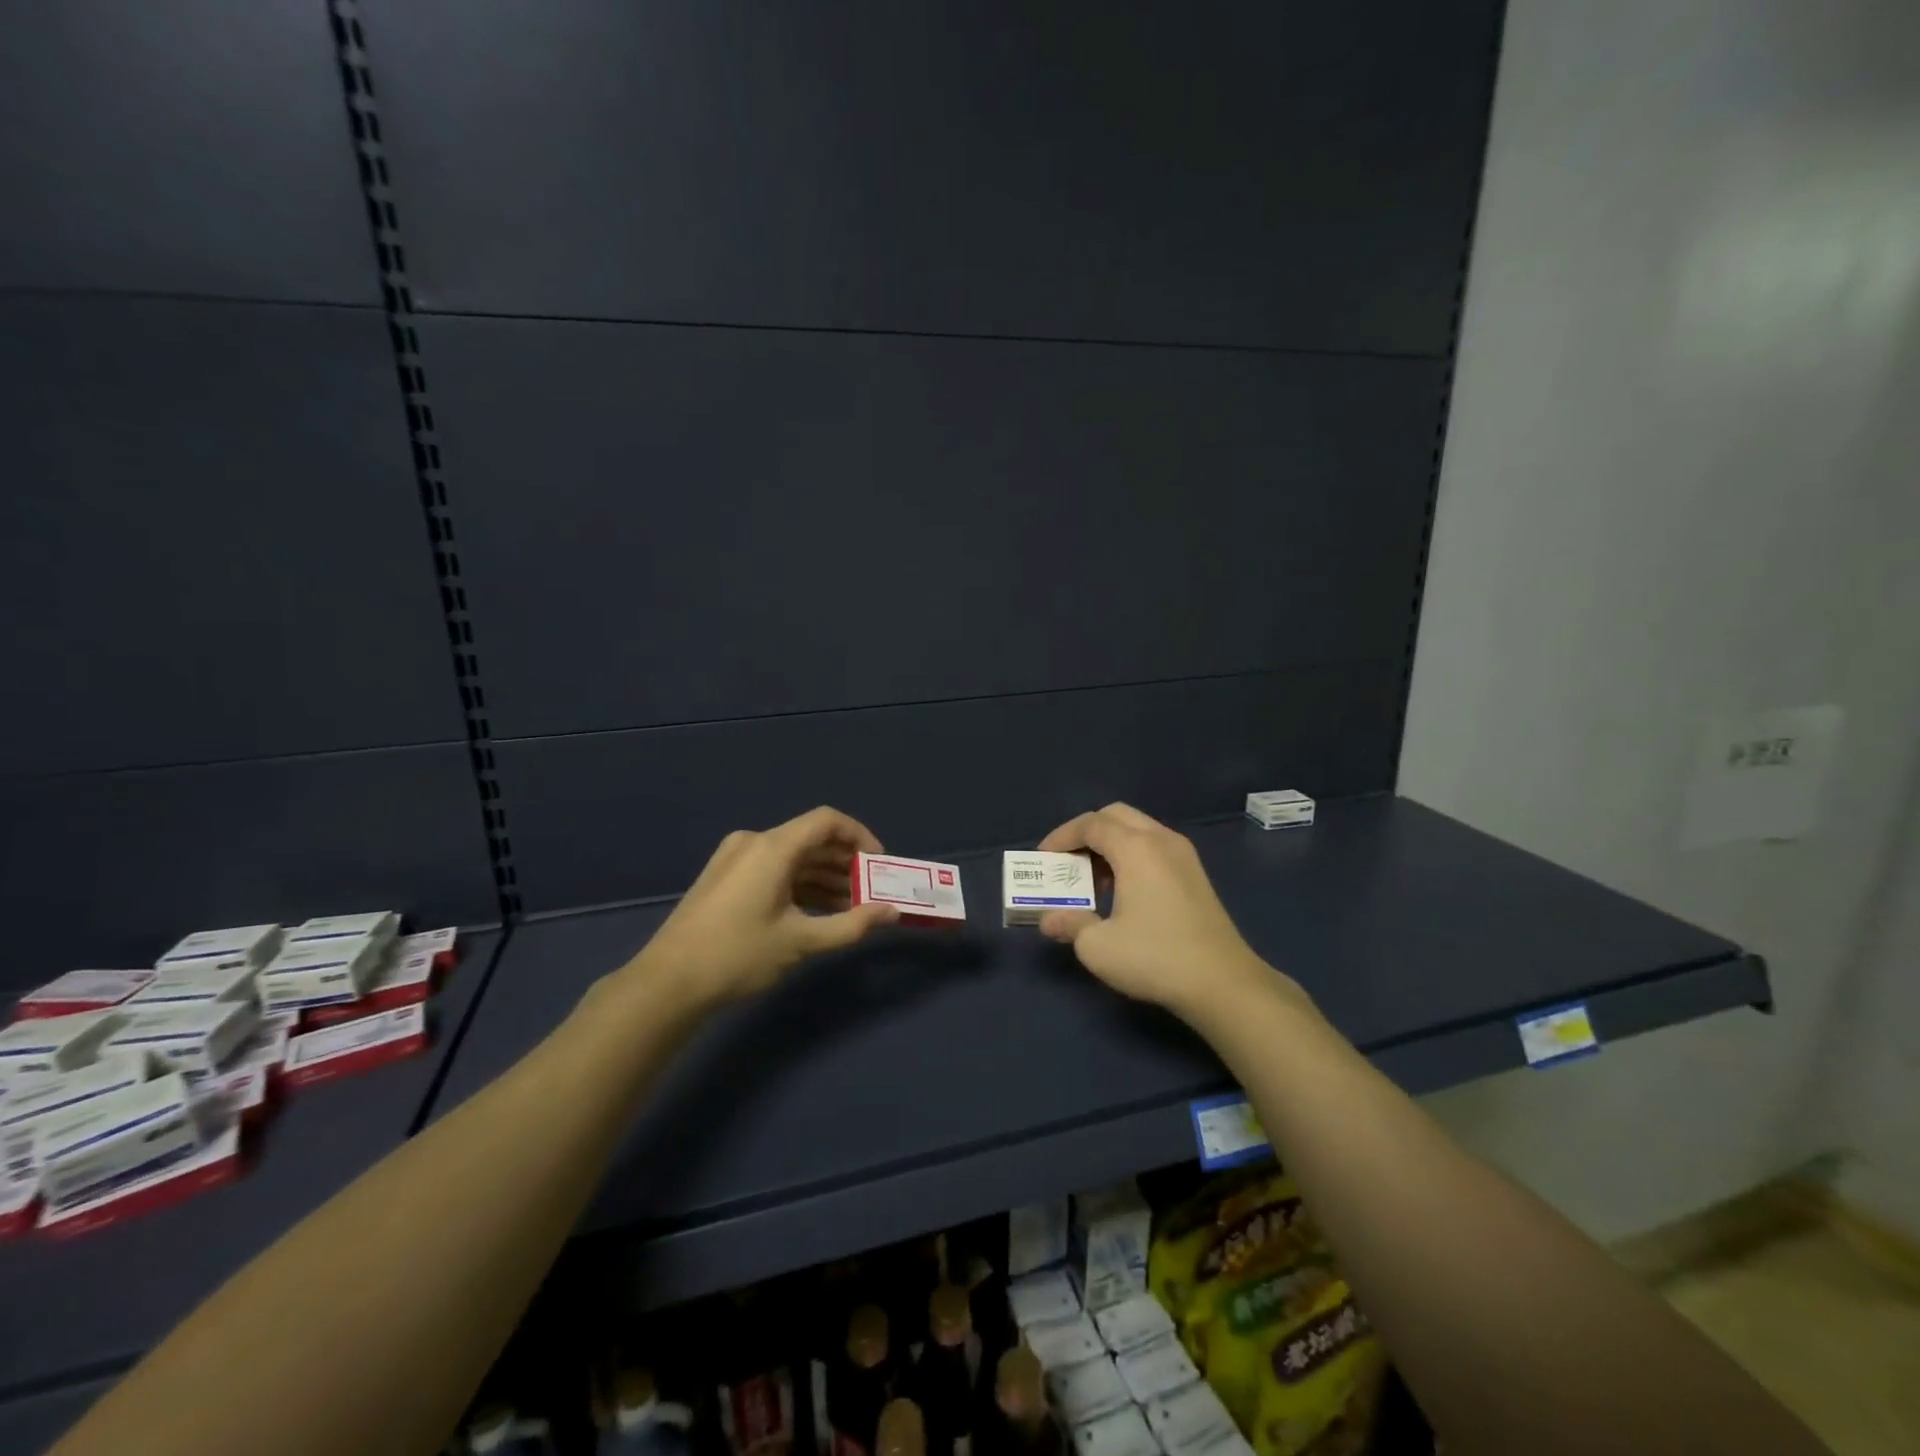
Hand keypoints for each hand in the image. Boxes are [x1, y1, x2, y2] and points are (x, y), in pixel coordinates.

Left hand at [625, 807, 898, 1004]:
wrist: (668, 984)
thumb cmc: (739, 955)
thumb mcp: (802, 941)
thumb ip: (852, 925)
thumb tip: (892, 913)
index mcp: (772, 847)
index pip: (827, 821)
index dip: (860, 836)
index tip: (879, 864)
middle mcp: (753, 842)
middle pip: (811, 839)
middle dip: (845, 863)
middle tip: (870, 892)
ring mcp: (735, 858)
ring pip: (792, 857)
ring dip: (824, 877)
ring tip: (850, 908)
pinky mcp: (725, 877)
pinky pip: (773, 869)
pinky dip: (799, 884)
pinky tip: (817, 911)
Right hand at [1036, 803, 1292, 1016]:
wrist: (1223, 983)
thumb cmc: (1155, 957)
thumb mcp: (1099, 946)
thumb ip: (1070, 924)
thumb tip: (1049, 920)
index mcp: (1136, 848)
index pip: (1091, 824)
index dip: (1061, 836)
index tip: (1043, 859)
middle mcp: (1161, 840)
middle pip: (1116, 816)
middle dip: (1086, 833)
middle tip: (1067, 861)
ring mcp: (1184, 855)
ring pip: (1138, 830)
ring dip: (1109, 845)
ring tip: (1092, 881)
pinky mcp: (1195, 875)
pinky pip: (1154, 847)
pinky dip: (1131, 856)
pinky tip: (1123, 892)